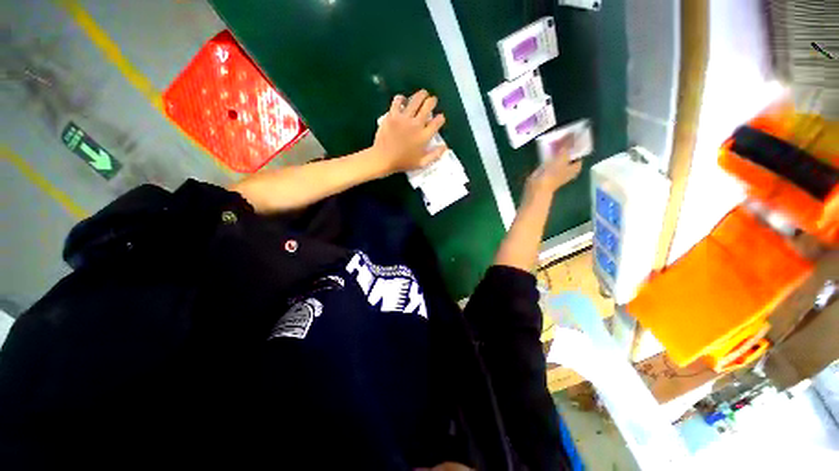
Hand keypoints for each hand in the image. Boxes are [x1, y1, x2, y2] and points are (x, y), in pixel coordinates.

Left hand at [372, 90, 446, 173]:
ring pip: (415, 100)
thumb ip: (435, 155)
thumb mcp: (422, 163)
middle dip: (432, 101)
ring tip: (423, 93)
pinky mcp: (392, 115)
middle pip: (428, 106)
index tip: (440, 118)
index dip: (441, 118)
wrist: (384, 159)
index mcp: (424, 136)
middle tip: (432, 100)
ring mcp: (404, 118)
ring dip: (421, 95)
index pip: (437, 122)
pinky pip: (398, 101)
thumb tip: (445, 146)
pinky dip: (402, 98)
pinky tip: (403, 99)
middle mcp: (416, 124)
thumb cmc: (403, 162)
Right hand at [524, 136, 581, 197]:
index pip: (579, 152)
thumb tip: (574, 134)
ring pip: (560, 155)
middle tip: (565, 133)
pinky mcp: (547, 169)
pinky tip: (548, 145)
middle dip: (567, 145)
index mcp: (575, 167)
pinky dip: (550, 152)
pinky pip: (551, 158)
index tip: (575, 134)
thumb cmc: (553, 174)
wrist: (538, 186)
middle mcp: (568, 168)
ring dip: (558, 148)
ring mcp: (557, 168)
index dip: (578, 144)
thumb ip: (568, 146)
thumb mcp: (563, 158)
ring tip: (557, 137)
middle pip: (569, 153)